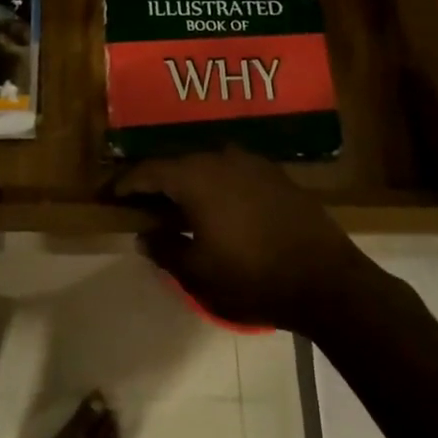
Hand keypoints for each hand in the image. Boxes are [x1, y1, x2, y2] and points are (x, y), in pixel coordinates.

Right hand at [114, 147, 383, 334]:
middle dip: (157, 182)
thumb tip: (145, 235)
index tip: (111, 196)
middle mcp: (220, 158)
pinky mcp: (275, 174)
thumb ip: (165, 249)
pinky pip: (233, 172)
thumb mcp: (198, 273)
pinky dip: (217, 186)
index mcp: (195, 176)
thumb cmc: (252, 277)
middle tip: (143, 203)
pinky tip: (218, 208)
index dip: (127, 184)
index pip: (149, 171)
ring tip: (180, 207)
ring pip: (207, 166)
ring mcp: (251, 162)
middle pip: (177, 163)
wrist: (326, 279)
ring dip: (189, 183)